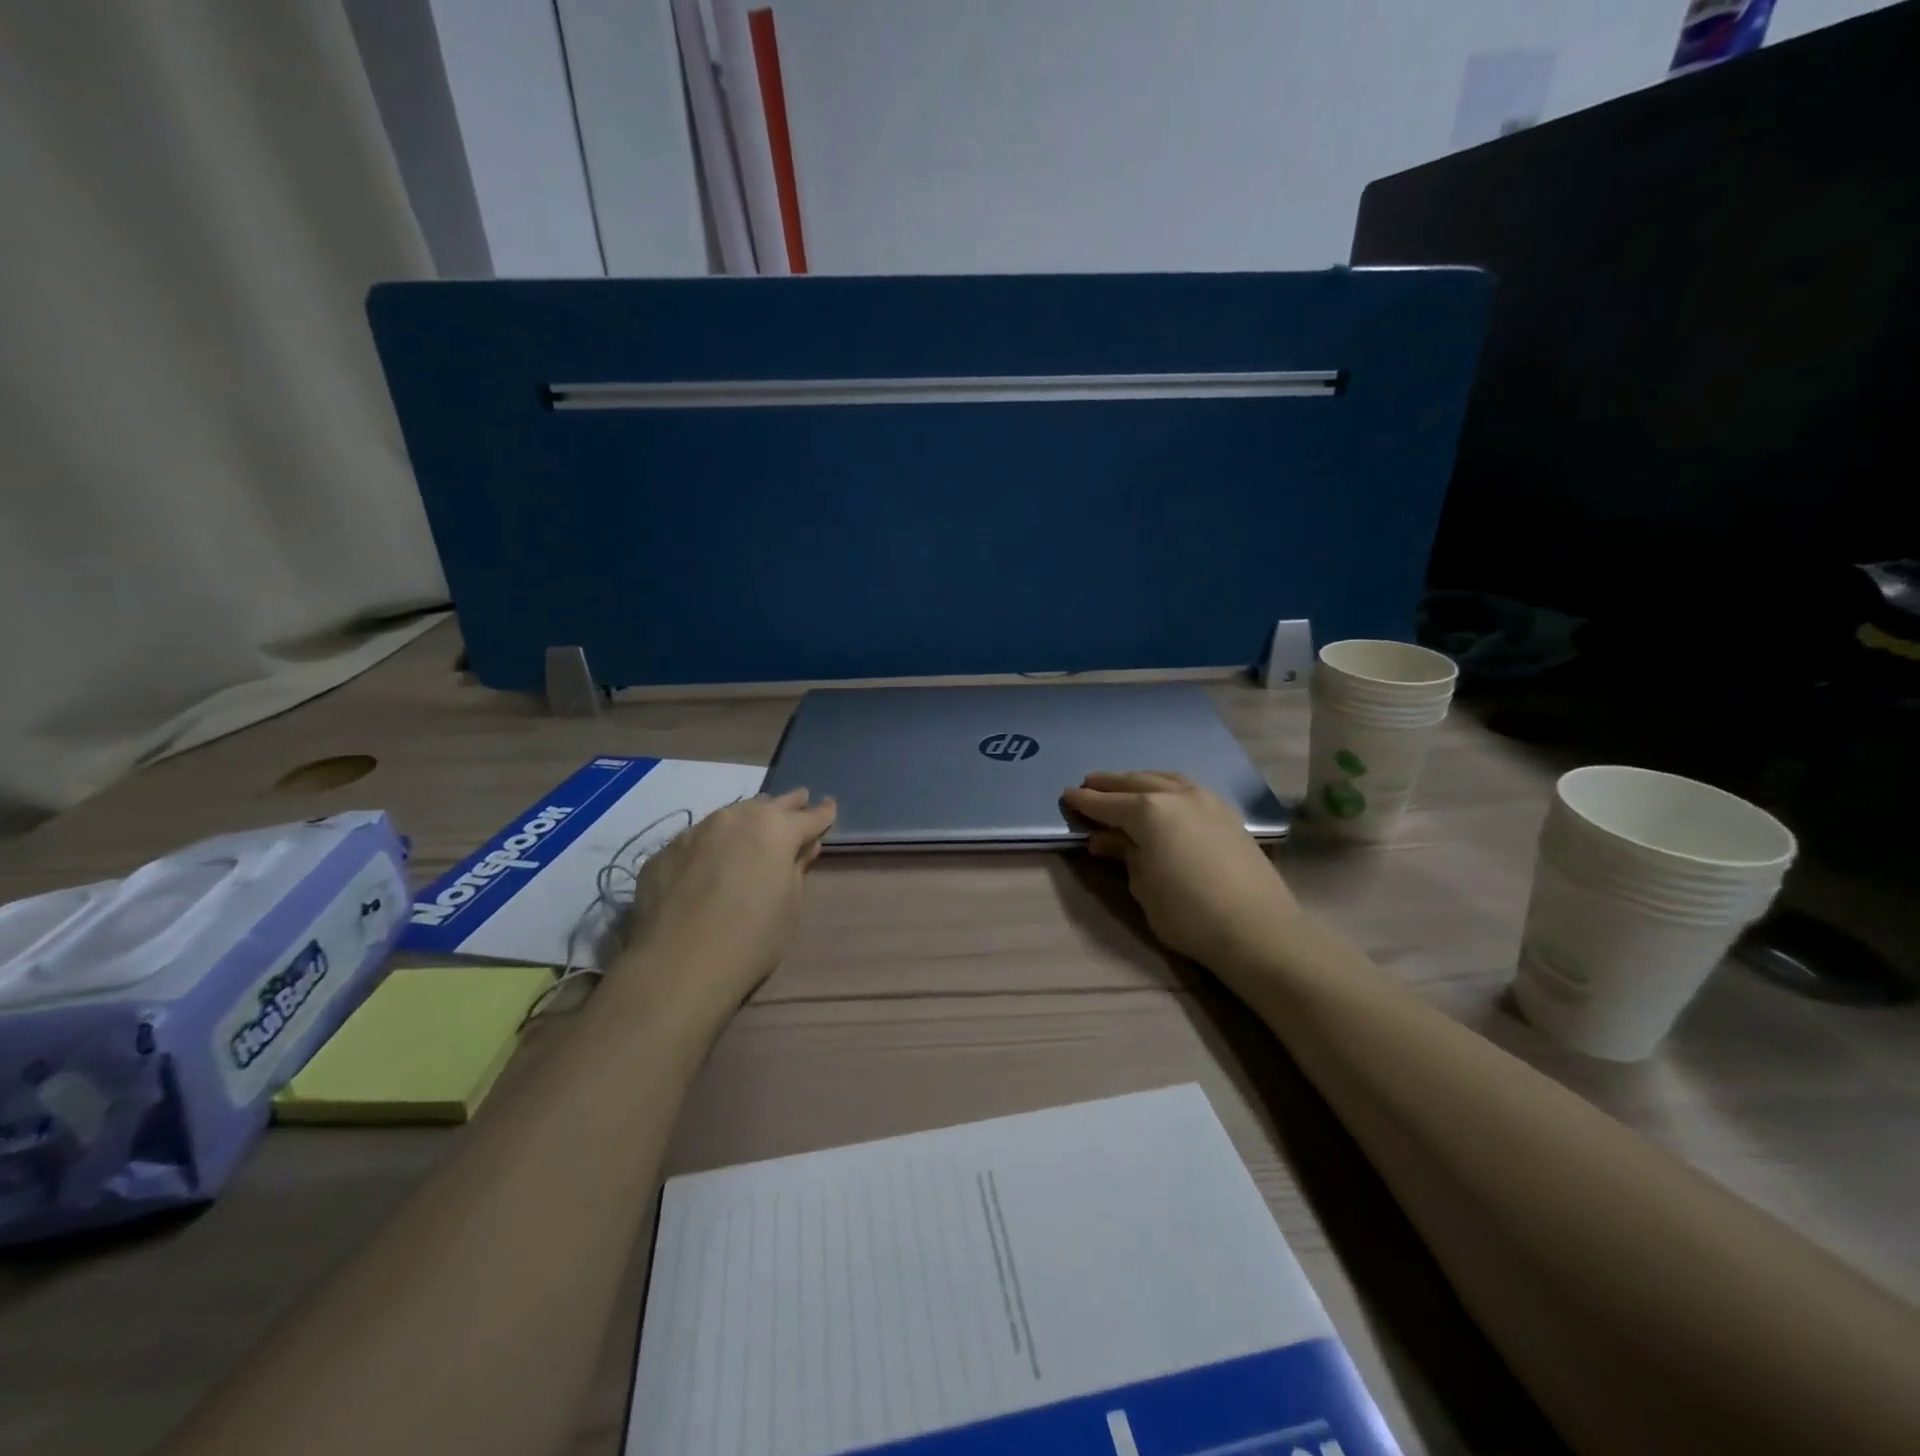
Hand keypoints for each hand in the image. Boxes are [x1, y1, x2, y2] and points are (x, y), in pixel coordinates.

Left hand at [623, 788, 835, 1007]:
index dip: (823, 813)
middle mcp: (735, 819)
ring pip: (728, 817)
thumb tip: (803, 847)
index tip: (830, 807)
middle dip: (786, 805)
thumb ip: (797, 869)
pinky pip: (696, 843)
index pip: (809, 816)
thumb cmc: (752, 938)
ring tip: (753, 829)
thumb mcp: (790, 906)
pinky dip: (709, 848)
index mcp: (775, 829)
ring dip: (745, 821)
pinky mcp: (663, 853)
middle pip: (768, 805)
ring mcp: (694, 832)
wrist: (678, 966)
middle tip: (798, 800)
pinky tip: (708, 865)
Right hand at [1062, 771, 1297, 969]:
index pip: (1107, 803)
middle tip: (1088, 784)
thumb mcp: (1143, 887)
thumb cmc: (1188, 914)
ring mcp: (1206, 800)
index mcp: (1149, 811)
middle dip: (1109, 784)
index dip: (1084, 801)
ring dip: (1139, 781)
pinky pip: (1187, 788)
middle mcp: (1176, 795)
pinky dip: (1166, 787)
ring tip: (1123, 786)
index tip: (1066, 796)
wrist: (1257, 930)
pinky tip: (1162, 796)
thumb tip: (1105, 839)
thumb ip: (1124, 855)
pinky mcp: (1227, 813)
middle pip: (1135, 783)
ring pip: (1164, 779)